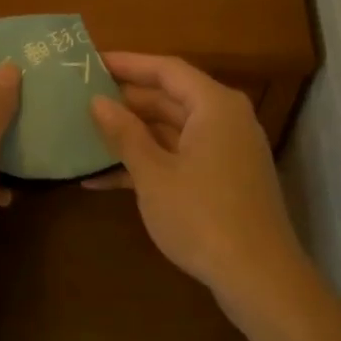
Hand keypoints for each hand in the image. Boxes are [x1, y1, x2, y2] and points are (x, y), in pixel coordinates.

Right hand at [88, 53, 302, 311]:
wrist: (259, 279)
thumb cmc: (203, 216)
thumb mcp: (154, 174)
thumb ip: (124, 133)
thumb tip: (97, 101)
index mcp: (214, 106)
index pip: (166, 69)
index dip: (128, 63)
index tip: (91, 62)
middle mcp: (224, 120)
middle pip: (170, 98)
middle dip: (126, 101)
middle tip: (81, 98)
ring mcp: (225, 152)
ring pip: (172, 131)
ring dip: (132, 135)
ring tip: (85, 134)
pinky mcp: (222, 180)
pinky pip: (180, 158)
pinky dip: (148, 164)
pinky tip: (102, 179)